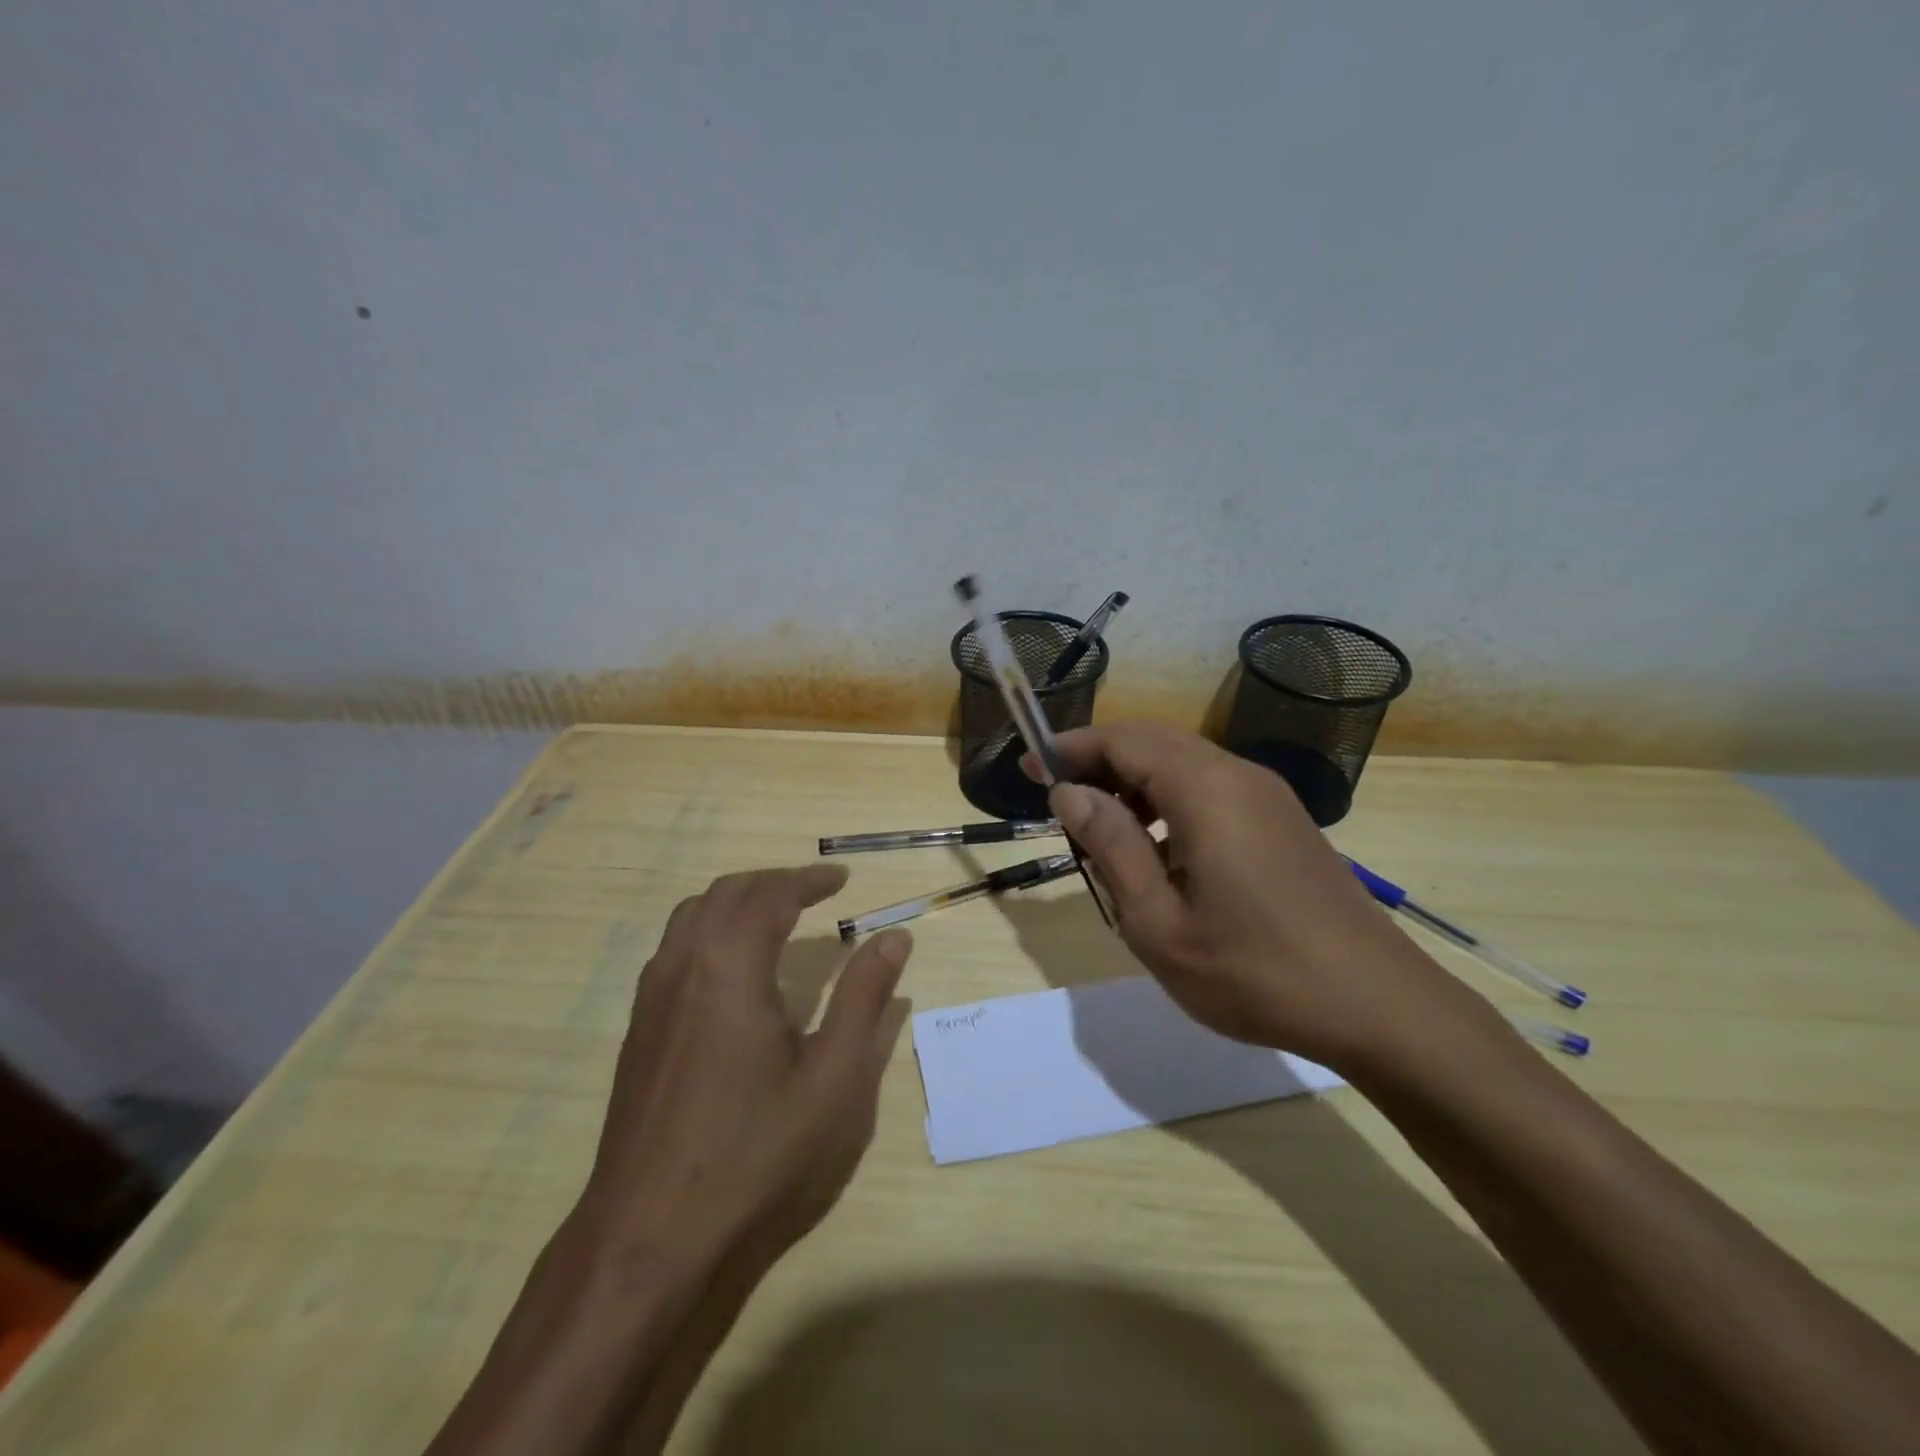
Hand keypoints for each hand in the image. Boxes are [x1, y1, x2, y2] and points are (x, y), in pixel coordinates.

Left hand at [569, 864, 911, 1277]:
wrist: (649, 1239)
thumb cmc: (755, 1155)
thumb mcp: (833, 1078)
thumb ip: (864, 998)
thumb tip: (894, 937)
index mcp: (730, 968)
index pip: (770, 895)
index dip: (808, 880)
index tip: (841, 878)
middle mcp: (683, 966)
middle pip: (725, 893)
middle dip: (772, 882)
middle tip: (814, 891)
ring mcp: (652, 999)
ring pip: (691, 916)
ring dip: (736, 901)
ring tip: (776, 916)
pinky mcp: (639, 1030)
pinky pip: (673, 949)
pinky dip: (709, 930)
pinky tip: (733, 970)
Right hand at [1038, 720, 1469, 1071]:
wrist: (1378, 1006)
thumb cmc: (1255, 972)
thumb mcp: (1159, 923)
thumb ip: (1111, 847)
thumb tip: (1070, 793)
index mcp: (1206, 790)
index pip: (1123, 740)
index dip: (1070, 747)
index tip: (1028, 767)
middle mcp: (1239, 775)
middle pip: (1153, 741)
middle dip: (1099, 758)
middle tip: (1057, 795)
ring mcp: (1268, 795)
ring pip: (1184, 761)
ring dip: (1134, 778)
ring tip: (1099, 824)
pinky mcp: (1284, 820)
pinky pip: (1212, 785)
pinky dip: (1169, 796)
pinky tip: (1157, 845)